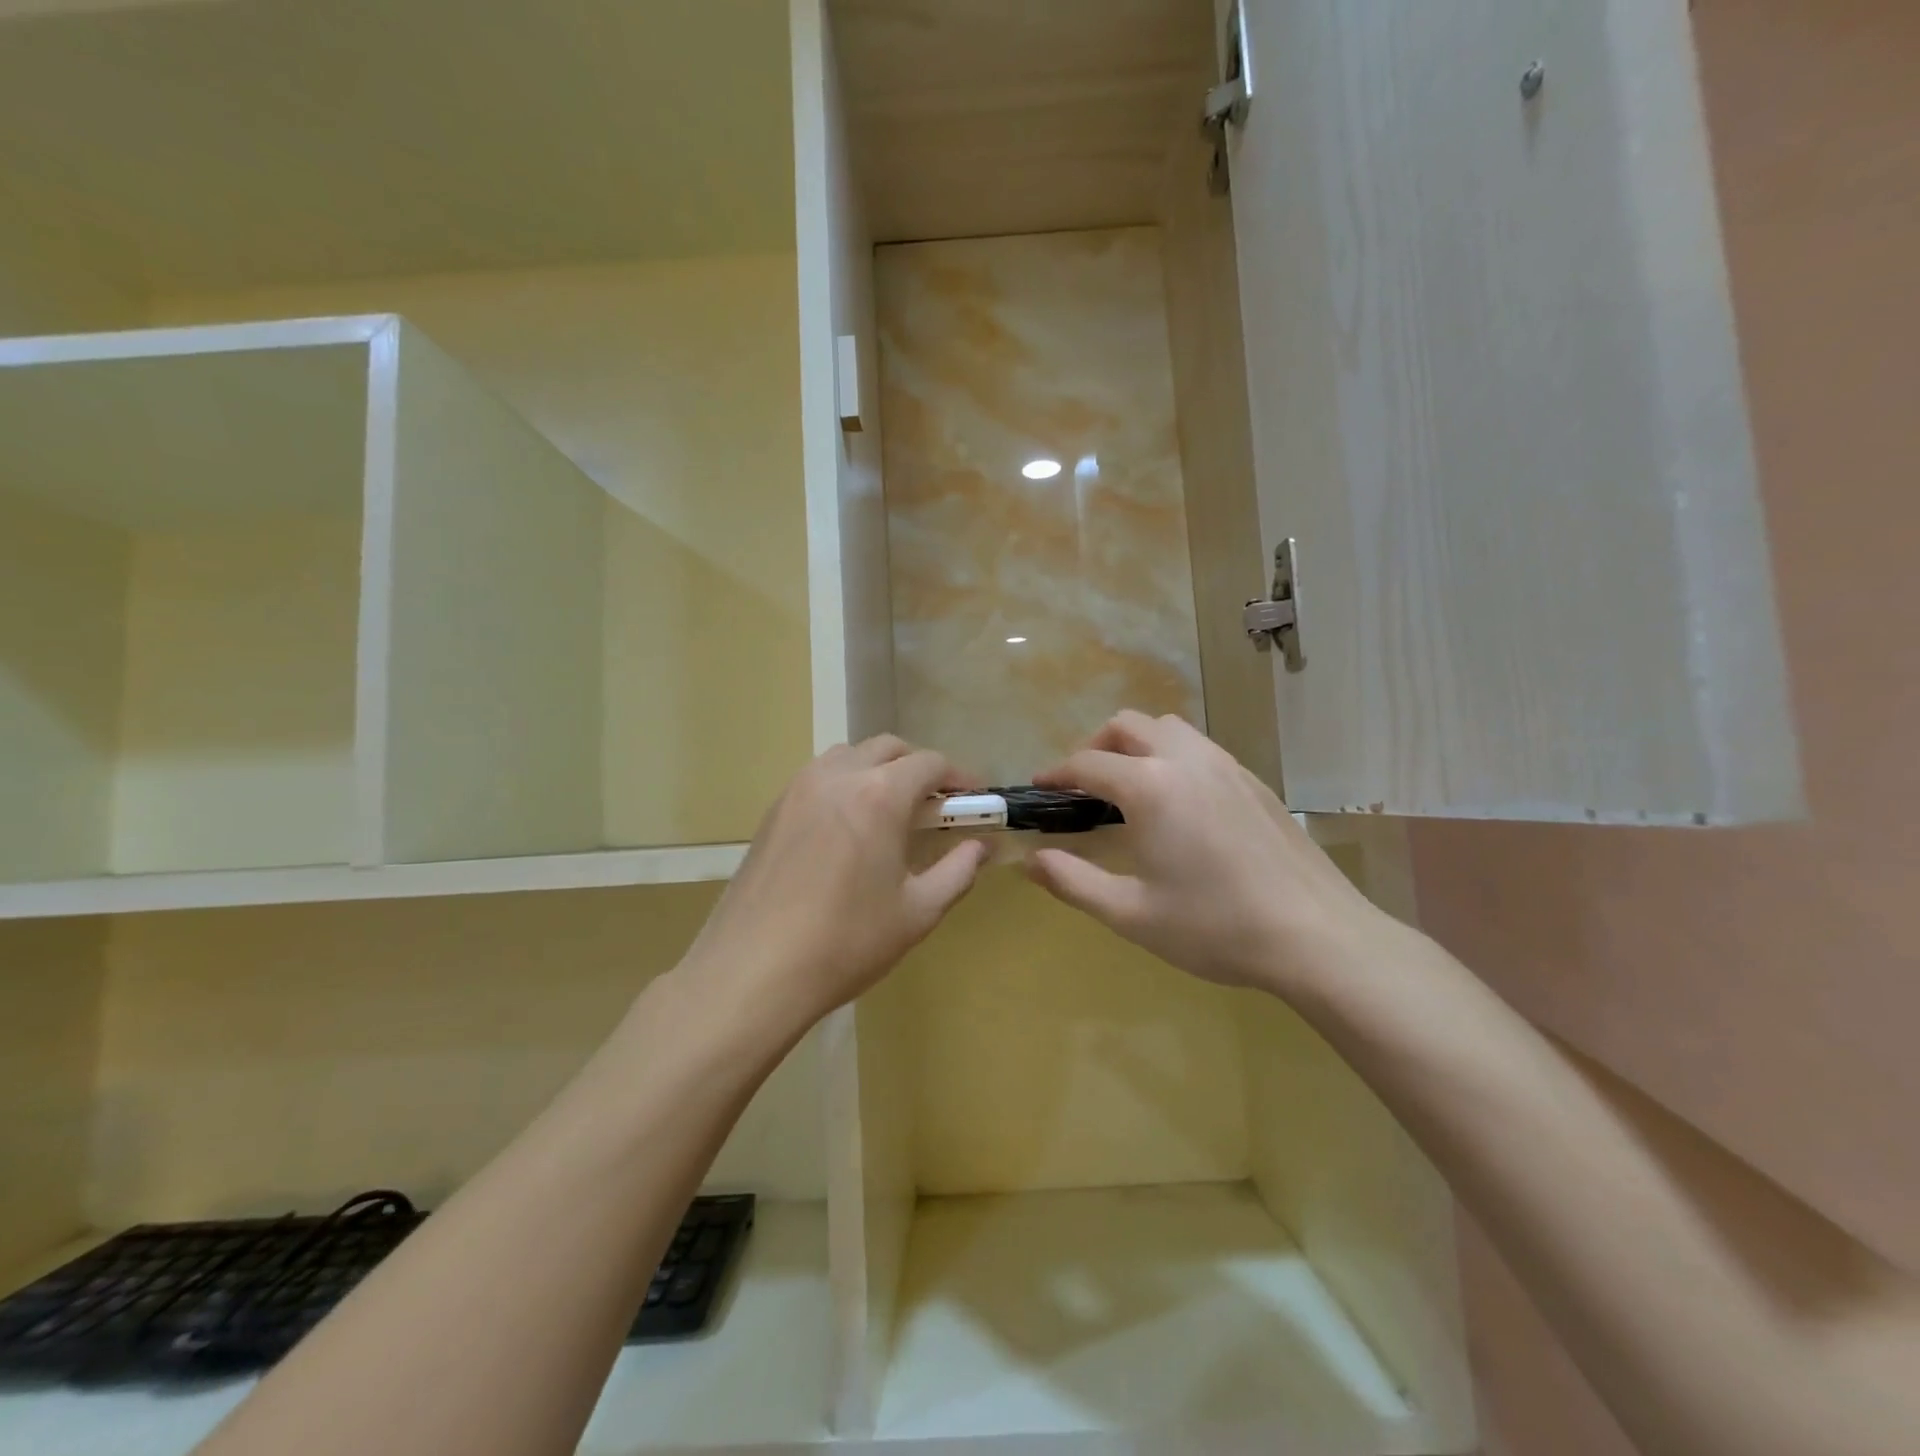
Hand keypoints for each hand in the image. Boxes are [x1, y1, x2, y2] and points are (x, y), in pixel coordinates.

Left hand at [678, 736, 989, 1038]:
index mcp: (879, 795)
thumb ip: (958, 871)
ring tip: (891, 814)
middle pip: (888, 748)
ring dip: (878, 770)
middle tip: (936, 807)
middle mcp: (837, 776)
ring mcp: (798, 790)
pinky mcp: (772, 811)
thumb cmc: (846, 943)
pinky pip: (818, 778)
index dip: (960, 777)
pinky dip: (845, 786)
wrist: (752, 972)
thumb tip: (980, 848)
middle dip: (919, 768)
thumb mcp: (917, 912)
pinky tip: (848, 830)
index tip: (975, 800)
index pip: (930, 763)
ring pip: (848, 757)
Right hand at [1025, 712, 1395, 997]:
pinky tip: (1179, 804)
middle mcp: (1186, 760)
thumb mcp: (1131, 913)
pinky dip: (1173, 756)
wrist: (1316, 936)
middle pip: (1128, 725)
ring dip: (1138, 744)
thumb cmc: (1214, 926)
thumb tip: (1030, 862)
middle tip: (1084, 786)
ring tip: (1129, 786)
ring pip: (1169, 727)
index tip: (1040, 788)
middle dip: (1096, 746)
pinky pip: (1201, 748)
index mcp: (1150, 787)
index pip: (1088, 762)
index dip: (1057, 773)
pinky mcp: (1254, 781)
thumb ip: (1073, 882)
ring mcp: (1226, 766)